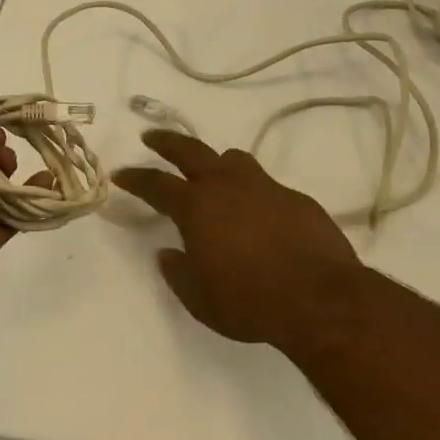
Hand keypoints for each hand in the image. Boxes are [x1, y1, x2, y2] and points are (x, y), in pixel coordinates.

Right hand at [114, 131, 365, 355]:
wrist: (318, 297)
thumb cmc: (249, 301)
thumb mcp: (200, 299)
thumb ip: (179, 273)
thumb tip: (168, 253)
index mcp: (197, 207)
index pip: (156, 184)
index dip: (136, 178)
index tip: (121, 173)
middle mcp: (227, 185)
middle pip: (190, 151)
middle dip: (167, 142)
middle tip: (151, 137)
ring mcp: (264, 186)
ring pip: (233, 159)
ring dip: (215, 161)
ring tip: (211, 171)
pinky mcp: (294, 197)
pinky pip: (264, 185)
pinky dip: (251, 192)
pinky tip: (257, 214)